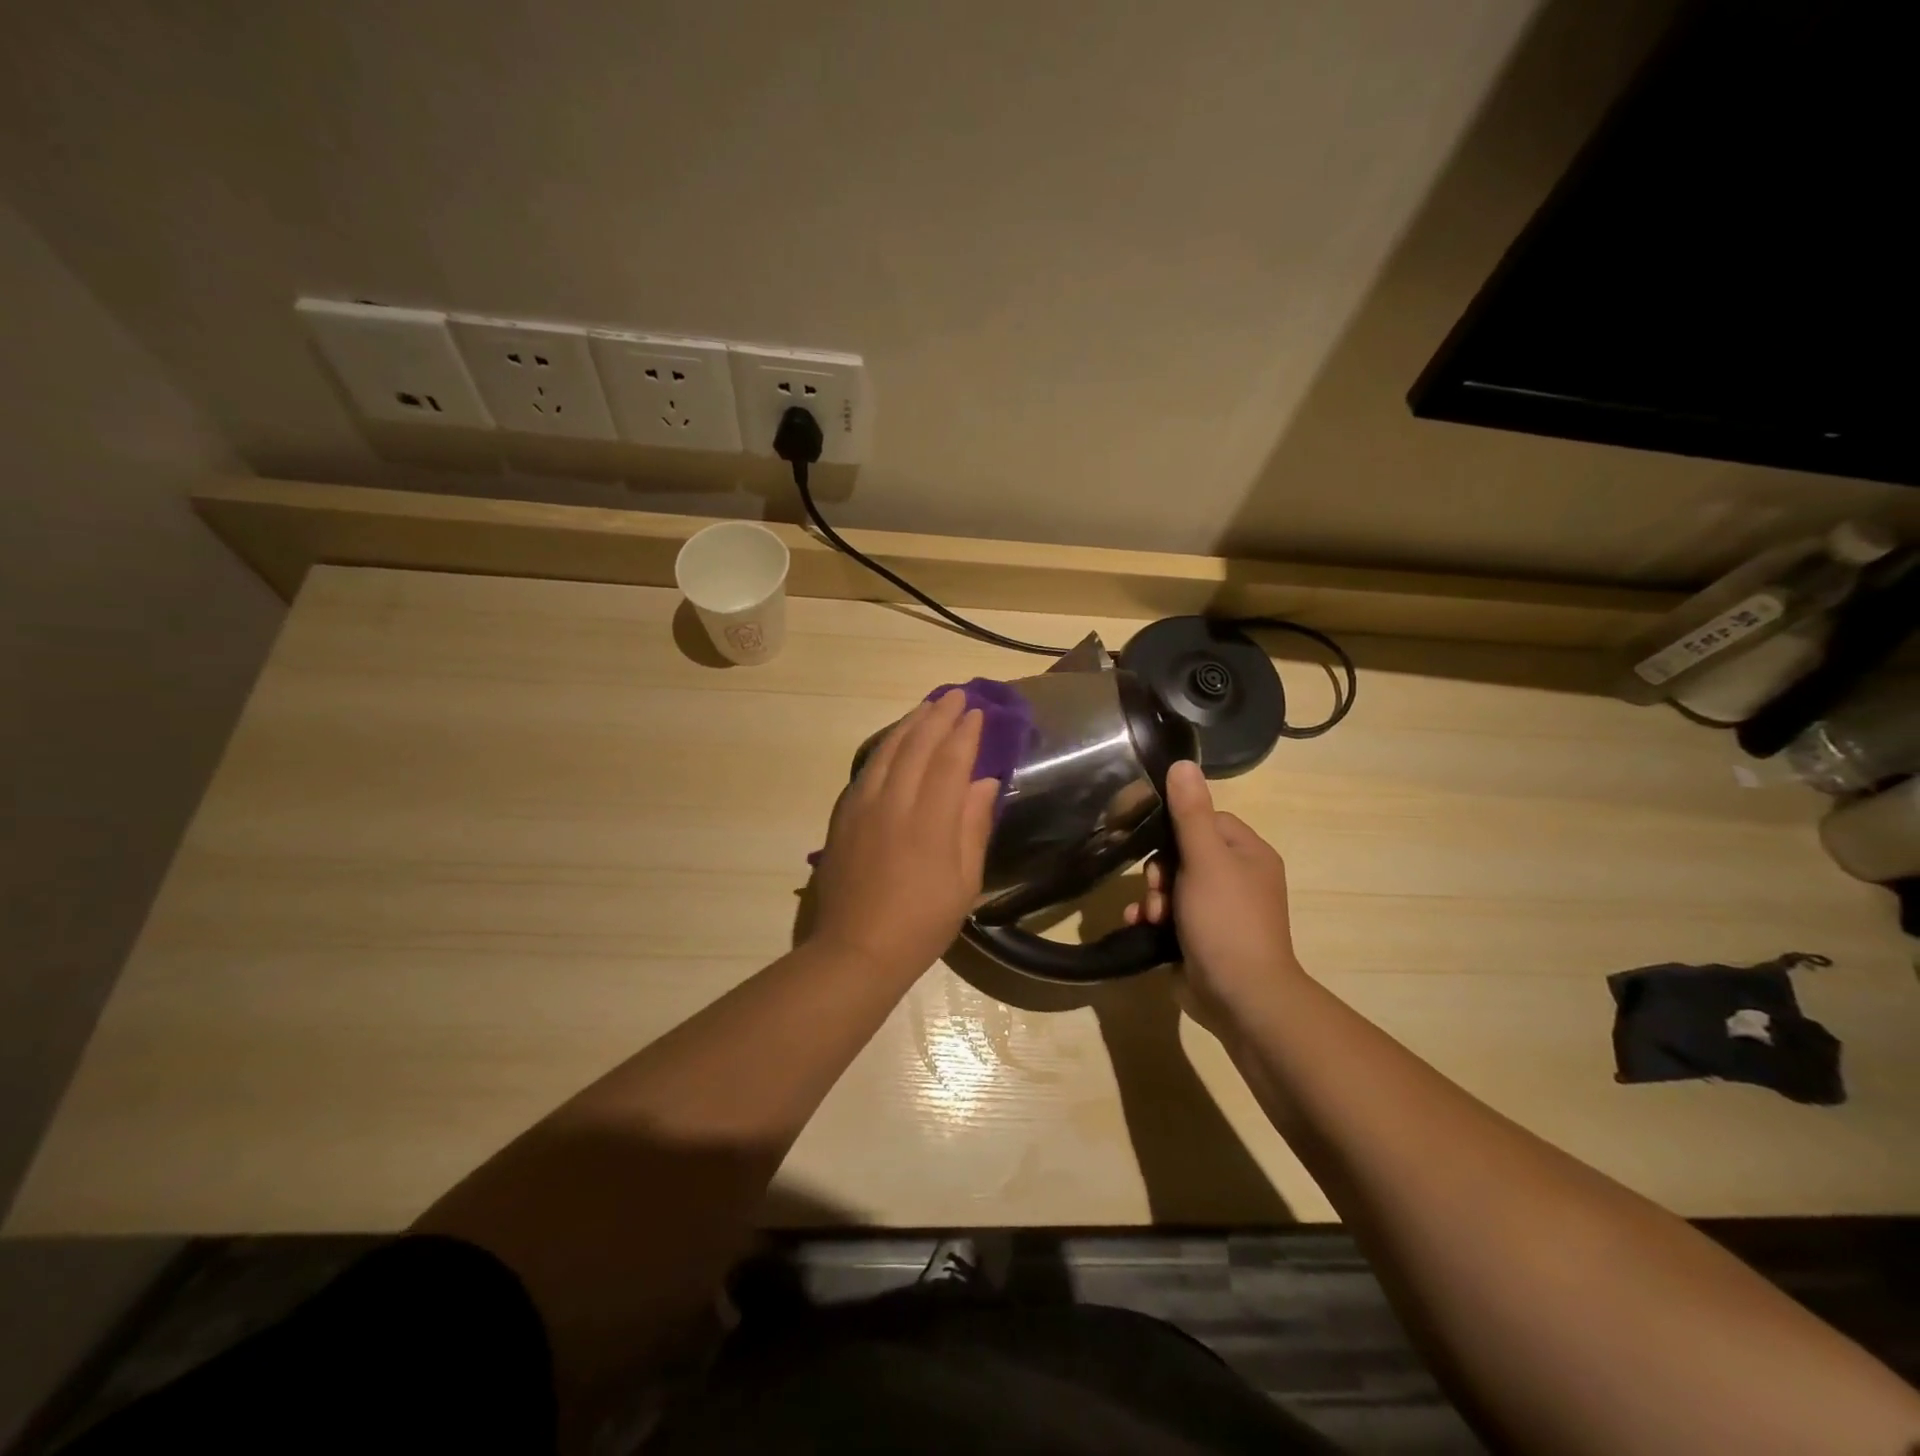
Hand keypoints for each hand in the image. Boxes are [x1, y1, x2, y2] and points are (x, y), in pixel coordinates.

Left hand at [808, 691, 999, 979]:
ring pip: (887, 751)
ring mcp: (863, 807)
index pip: (950, 761)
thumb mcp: (964, 882)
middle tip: (955, 695)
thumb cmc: (922, 922)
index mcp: (930, 821)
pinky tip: (894, 741)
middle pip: (917, 747)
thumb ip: (973, 826)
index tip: (977, 713)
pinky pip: (867, 768)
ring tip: (926, 707)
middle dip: (938, 716)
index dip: (965, 734)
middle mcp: (894, 803)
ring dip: (910, 724)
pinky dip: (885, 746)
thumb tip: (984, 783)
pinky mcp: (844, 815)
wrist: (858, 949)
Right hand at [1125, 760, 1302, 1034]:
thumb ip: (1190, 812)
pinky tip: (1139, 927)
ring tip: (1149, 916)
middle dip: (1159, 872)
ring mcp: (1219, 912)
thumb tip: (1182, 762)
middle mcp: (1237, 879)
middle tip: (1156, 891)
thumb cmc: (1226, 920)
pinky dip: (1152, 920)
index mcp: (1248, 854)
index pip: (1205, 821)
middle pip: (1183, 854)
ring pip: (1171, 887)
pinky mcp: (1200, 938)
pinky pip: (1169, 916)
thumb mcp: (1205, 859)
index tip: (1158, 844)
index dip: (1176, 830)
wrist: (1240, 997)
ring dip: (1151, 898)